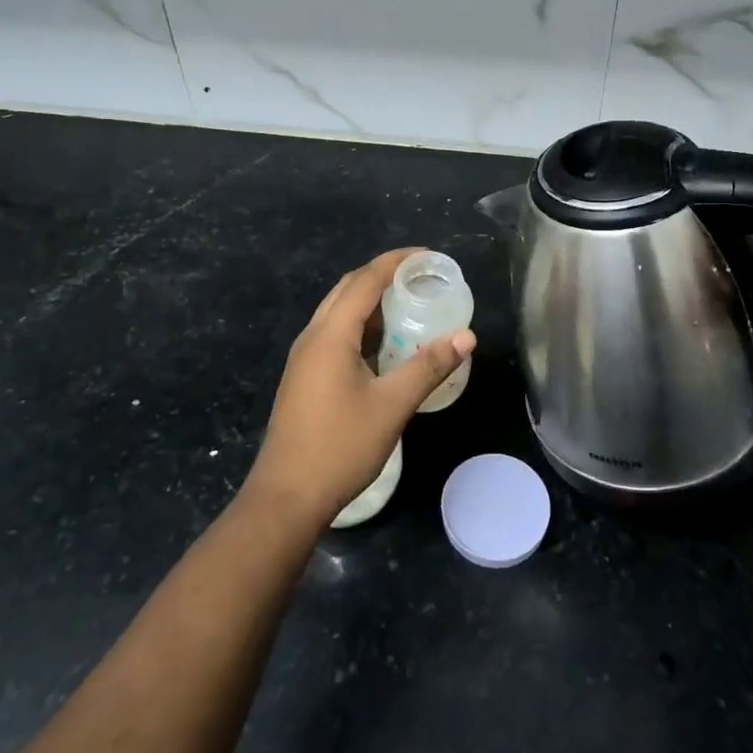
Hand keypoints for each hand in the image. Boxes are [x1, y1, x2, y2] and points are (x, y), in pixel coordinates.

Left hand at [245, 249, 475, 527]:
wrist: (287, 496)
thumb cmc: (340, 446)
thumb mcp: (392, 405)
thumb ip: (428, 366)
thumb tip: (466, 336)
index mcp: (330, 334)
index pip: (365, 280)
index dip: (395, 262)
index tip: (428, 256)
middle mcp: (313, 337)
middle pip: (348, 289)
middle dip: (383, 275)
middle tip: (421, 276)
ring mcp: (304, 358)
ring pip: (338, 312)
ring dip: (370, 300)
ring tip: (408, 302)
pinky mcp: (304, 377)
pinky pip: (334, 334)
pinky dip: (361, 324)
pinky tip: (383, 343)